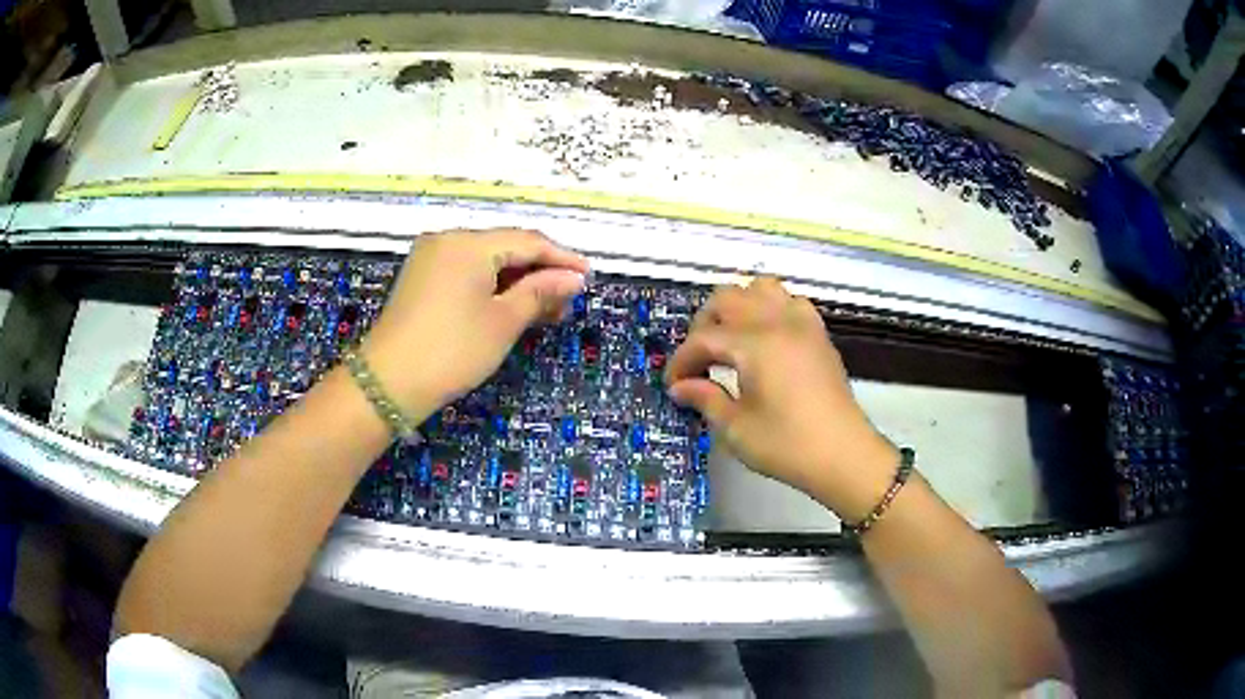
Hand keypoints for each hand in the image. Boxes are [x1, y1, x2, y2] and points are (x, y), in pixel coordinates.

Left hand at [361, 229, 587, 419]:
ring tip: (546, 311)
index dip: (562, 258)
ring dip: (517, 283)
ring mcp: (431, 259)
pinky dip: (492, 288)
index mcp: (469, 243)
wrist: (388, 383)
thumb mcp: (503, 322)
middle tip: (568, 302)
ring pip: (486, 263)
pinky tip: (511, 308)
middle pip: (505, 248)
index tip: (589, 277)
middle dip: (539, 273)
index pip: (527, 241)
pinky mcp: (421, 279)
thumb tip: (574, 278)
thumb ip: (540, 292)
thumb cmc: (452, 350)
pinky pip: (467, 274)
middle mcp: (448, 240)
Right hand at [665, 277, 897, 521]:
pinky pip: (790, 302)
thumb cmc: (787, 446)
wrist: (843, 455)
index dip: (682, 361)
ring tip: (731, 340)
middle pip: (728, 299)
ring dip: (738, 308)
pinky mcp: (819, 334)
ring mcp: (803, 323)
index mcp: (755, 344)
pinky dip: (770, 309)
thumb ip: (706, 398)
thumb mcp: (737, 428)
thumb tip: (681, 387)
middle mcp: (778, 322)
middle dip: (704, 325)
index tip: (672, 385)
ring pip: (761, 289)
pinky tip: (766, 339)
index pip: (704, 338)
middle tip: (699, 361)